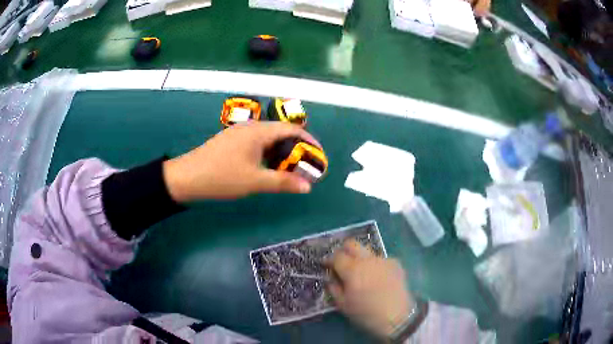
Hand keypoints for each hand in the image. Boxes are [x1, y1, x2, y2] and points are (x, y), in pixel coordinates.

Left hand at [162, 122, 319, 201]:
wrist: (187, 178)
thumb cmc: (222, 177)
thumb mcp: (255, 181)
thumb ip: (283, 182)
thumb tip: (308, 186)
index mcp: (258, 131)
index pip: (291, 129)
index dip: (308, 141)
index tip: (319, 155)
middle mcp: (250, 128)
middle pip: (280, 133)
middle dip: (296, 148)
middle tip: (306, 166)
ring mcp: (239, 134)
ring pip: (268, 139)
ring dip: (281, 152)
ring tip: (290, 169)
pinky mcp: (232, 142)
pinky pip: (257, 144)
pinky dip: (268, 154)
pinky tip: (268, 168)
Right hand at [326, 240, 414, 337]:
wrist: (397, 316)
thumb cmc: (366, 313)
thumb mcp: (343, 305)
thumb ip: (334, 288)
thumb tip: (331, 278)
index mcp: (352, 269)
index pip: (336, 255)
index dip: (329, 259)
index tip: (327, 265)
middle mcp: (368, 259)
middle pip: (352, 244)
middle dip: (344, 250)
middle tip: (342, 263)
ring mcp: (383, 259)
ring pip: (367, 251)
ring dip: (361, 258)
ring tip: (362, 273)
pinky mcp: (395, 263)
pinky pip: (380, 260)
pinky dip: (375, 266)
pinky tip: (378, 278)